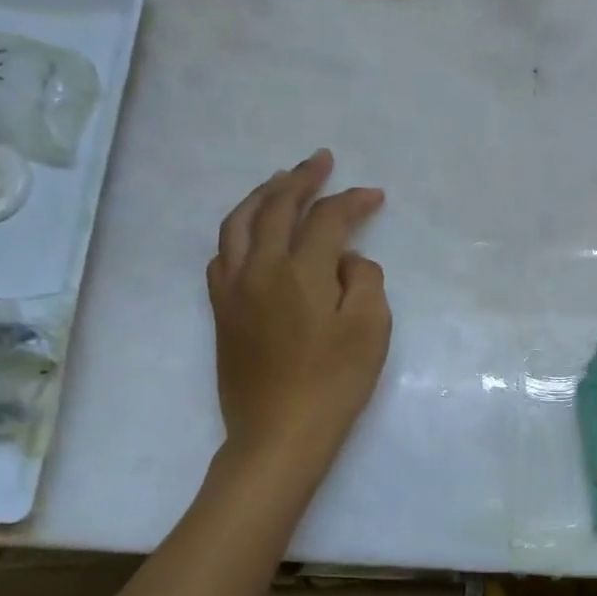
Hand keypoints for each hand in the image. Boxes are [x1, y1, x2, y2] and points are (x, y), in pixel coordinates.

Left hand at [208, 150, 390, 468]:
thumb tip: (346, 260)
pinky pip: (221, 255)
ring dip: (262, 195)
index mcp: (300, 271)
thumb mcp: (370, 329)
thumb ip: (364, 280)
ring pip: (238, 224)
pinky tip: (250, 232)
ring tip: (281, 181)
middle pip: (276, 207)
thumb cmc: (334, 384)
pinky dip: (238, 232)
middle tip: (321, 161)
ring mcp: (233, 290)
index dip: (353, 202)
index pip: (327, 220)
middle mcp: (259, 269)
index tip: (375, 195)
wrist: (278, 434)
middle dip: (301, 178)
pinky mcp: (221, 311)